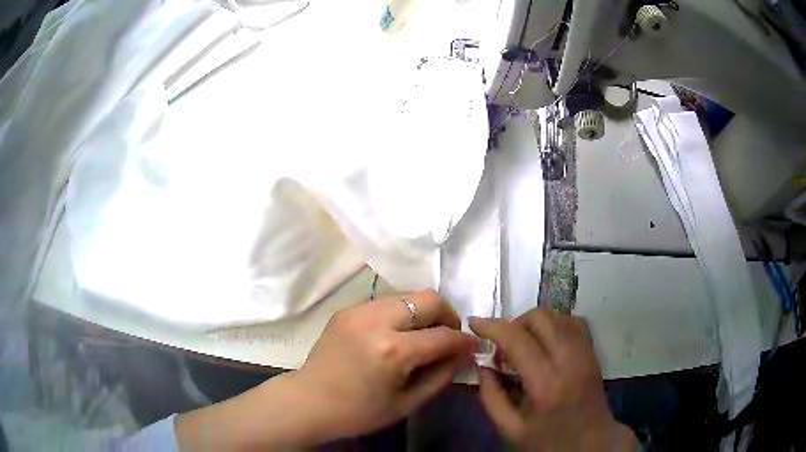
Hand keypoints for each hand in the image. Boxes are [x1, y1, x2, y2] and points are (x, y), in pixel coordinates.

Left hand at [176, 290, 475, 449]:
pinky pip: (386, 302)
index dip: (464, 341)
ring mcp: (358, 311)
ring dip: (424, 312)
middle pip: (428, 299)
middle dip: (448, 315)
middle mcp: (376, 321)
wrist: (308, 401)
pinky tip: (399, 334)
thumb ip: (440, 376)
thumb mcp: (406, 403)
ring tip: (425, 335)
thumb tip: (462, 355)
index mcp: (392, 351)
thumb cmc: (357, 412)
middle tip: (449, 335)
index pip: (443, 336)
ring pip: (407, 295)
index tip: (473, 346)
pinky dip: (402, 314)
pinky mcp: (347, 310)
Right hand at [470, 309, 637, 450]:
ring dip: (533, 323)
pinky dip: (554, 324)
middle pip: (539, 318)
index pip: (517, 339)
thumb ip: (491, 395)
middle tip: (503, 347)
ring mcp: (585, 353)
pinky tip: (545, 343)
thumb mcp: (510, 428)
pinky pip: (572, 321)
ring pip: (556, 315)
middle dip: (513, 324)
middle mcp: (569, 360)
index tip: (474, 324)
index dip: (491, 326)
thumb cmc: (548, 440)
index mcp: (545, 384)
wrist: (591, 442)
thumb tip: (482, 364)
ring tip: (523, 346)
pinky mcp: (593, 351)